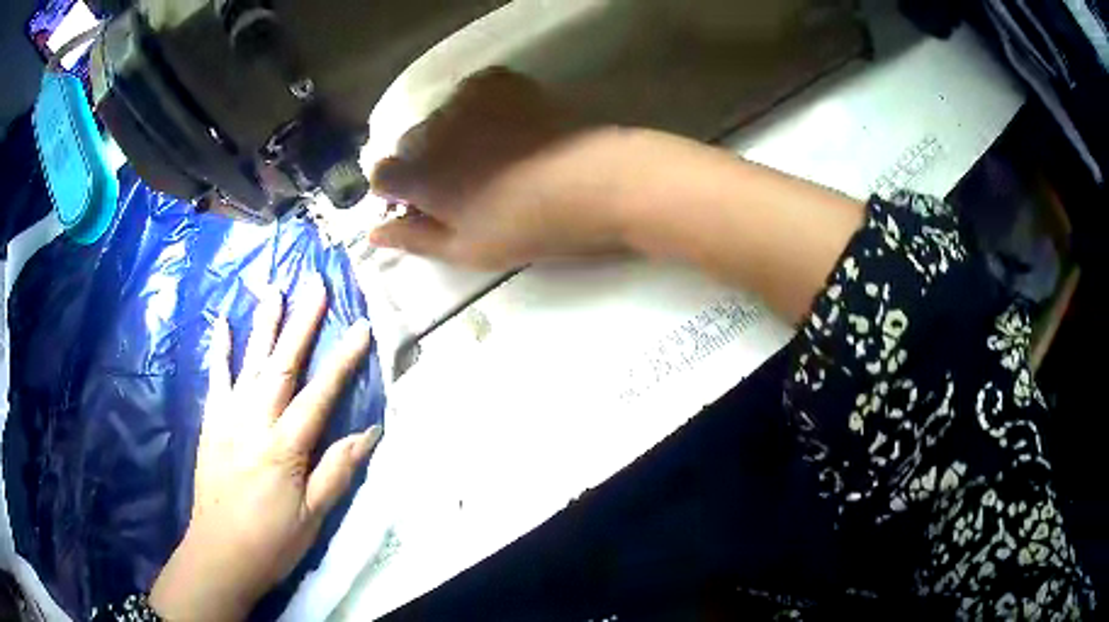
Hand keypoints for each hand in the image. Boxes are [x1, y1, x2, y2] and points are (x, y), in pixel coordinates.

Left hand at [150, 277, 381, 621]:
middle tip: (315, 284)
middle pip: (282, 364)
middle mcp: (255, 421)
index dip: (343, 360)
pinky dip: (220, 349)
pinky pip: (216, 378)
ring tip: (275, 289)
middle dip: (302, 322)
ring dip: (264, 324)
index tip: (361, 327)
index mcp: (285, 446)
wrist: (219, 552)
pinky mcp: (211, 422)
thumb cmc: (272, 540)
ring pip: (250, 362)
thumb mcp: (314, 516)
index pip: (320, 394)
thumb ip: (338, 471)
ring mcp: (228, 417)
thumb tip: (370, 433)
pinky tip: (223, 323)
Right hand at [368, 68, 634, 269]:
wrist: (591, 183)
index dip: (398, 191)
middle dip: (425, 161)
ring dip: (453, 132)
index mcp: (417, 174)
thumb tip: (372, 234)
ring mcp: (465, 100)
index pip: (381, 176)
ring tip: (494, 151)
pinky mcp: (499, 82)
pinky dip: (478, 107)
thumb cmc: (525, 227)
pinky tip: (507, 124)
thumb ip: (413, 238)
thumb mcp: (465, 249)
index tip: (424, 204)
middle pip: (410, 143)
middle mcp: (431, 130)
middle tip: (466, 181)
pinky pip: (472, 91)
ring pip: (442, 116)